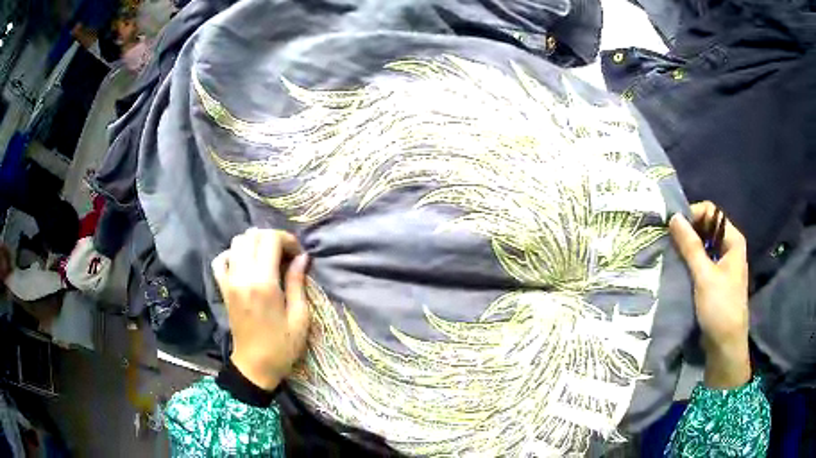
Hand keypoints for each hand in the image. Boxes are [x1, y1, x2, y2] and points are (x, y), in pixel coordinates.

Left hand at [212, 229, 310, 390]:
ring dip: (254, 243)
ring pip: (236, 242)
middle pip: (252, 236)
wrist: (255, 366)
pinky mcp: (223, 289)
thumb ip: (298, 283)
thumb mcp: (300, 318)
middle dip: (272, 238)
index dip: (287, 239)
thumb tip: (302, 257)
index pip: (270, 240)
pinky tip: (245, 263)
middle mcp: (242, 277)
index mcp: (263, 284)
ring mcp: (229, 282)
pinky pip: (220, 260)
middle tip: (286, 254)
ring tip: (268, 258)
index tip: (298, 254)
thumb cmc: (282, 346)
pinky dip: (232, 254)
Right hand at [669, 202, 750, 388]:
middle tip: (669, 241)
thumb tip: (674, 217)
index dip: (693, 215)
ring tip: (671, 254)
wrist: (725, 345)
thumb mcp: (704, 275)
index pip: (711, 212)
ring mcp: (723, 264)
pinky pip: (702, 261)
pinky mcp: (716, 279)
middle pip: (707, 227)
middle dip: (688, 231)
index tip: (674, 229)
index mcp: (733, 240)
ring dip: (688, 247)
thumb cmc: (720, 307)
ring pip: (703, 245)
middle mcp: (729, 247)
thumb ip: (690, 246)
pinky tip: (679, 267)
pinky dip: (690, 261)